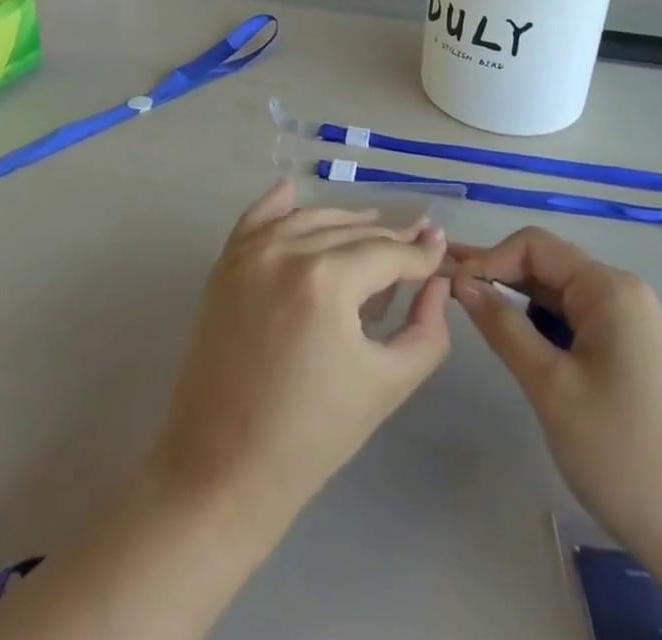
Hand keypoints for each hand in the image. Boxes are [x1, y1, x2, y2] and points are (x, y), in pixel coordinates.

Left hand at [146, 179, 450, 528]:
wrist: (221, 471)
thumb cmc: (313, 436)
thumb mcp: (388, 384)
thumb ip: (426, 329)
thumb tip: (437, 282)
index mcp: (328, 279)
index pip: (389, 253)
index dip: (420, 254)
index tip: (440, 249)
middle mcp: (287, 250)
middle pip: (352, 233)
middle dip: (389, 240)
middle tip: (415, 246)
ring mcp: (251, 253)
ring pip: (311, 219)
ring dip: (345, 223)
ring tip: (373, 229)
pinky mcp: (225, 264)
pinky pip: (257, 217)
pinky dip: (278, 204)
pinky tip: (292, 190)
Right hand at [452, 228, 661, 565]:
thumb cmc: (622, 453)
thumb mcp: (551, 387)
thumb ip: (504, 326)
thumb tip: (463, 282)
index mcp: (609, 289)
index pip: (535, 245)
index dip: (489, 259)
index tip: (453, 289)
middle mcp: (623, 294)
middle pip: (548, 266)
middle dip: (499, 275)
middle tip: (448, 289)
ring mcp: (632, 325)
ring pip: (560, 296)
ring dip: (519, 302)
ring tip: (475, 314)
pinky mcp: (633, 355)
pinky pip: (578, 323)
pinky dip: (543, 327)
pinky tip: (518, 343)